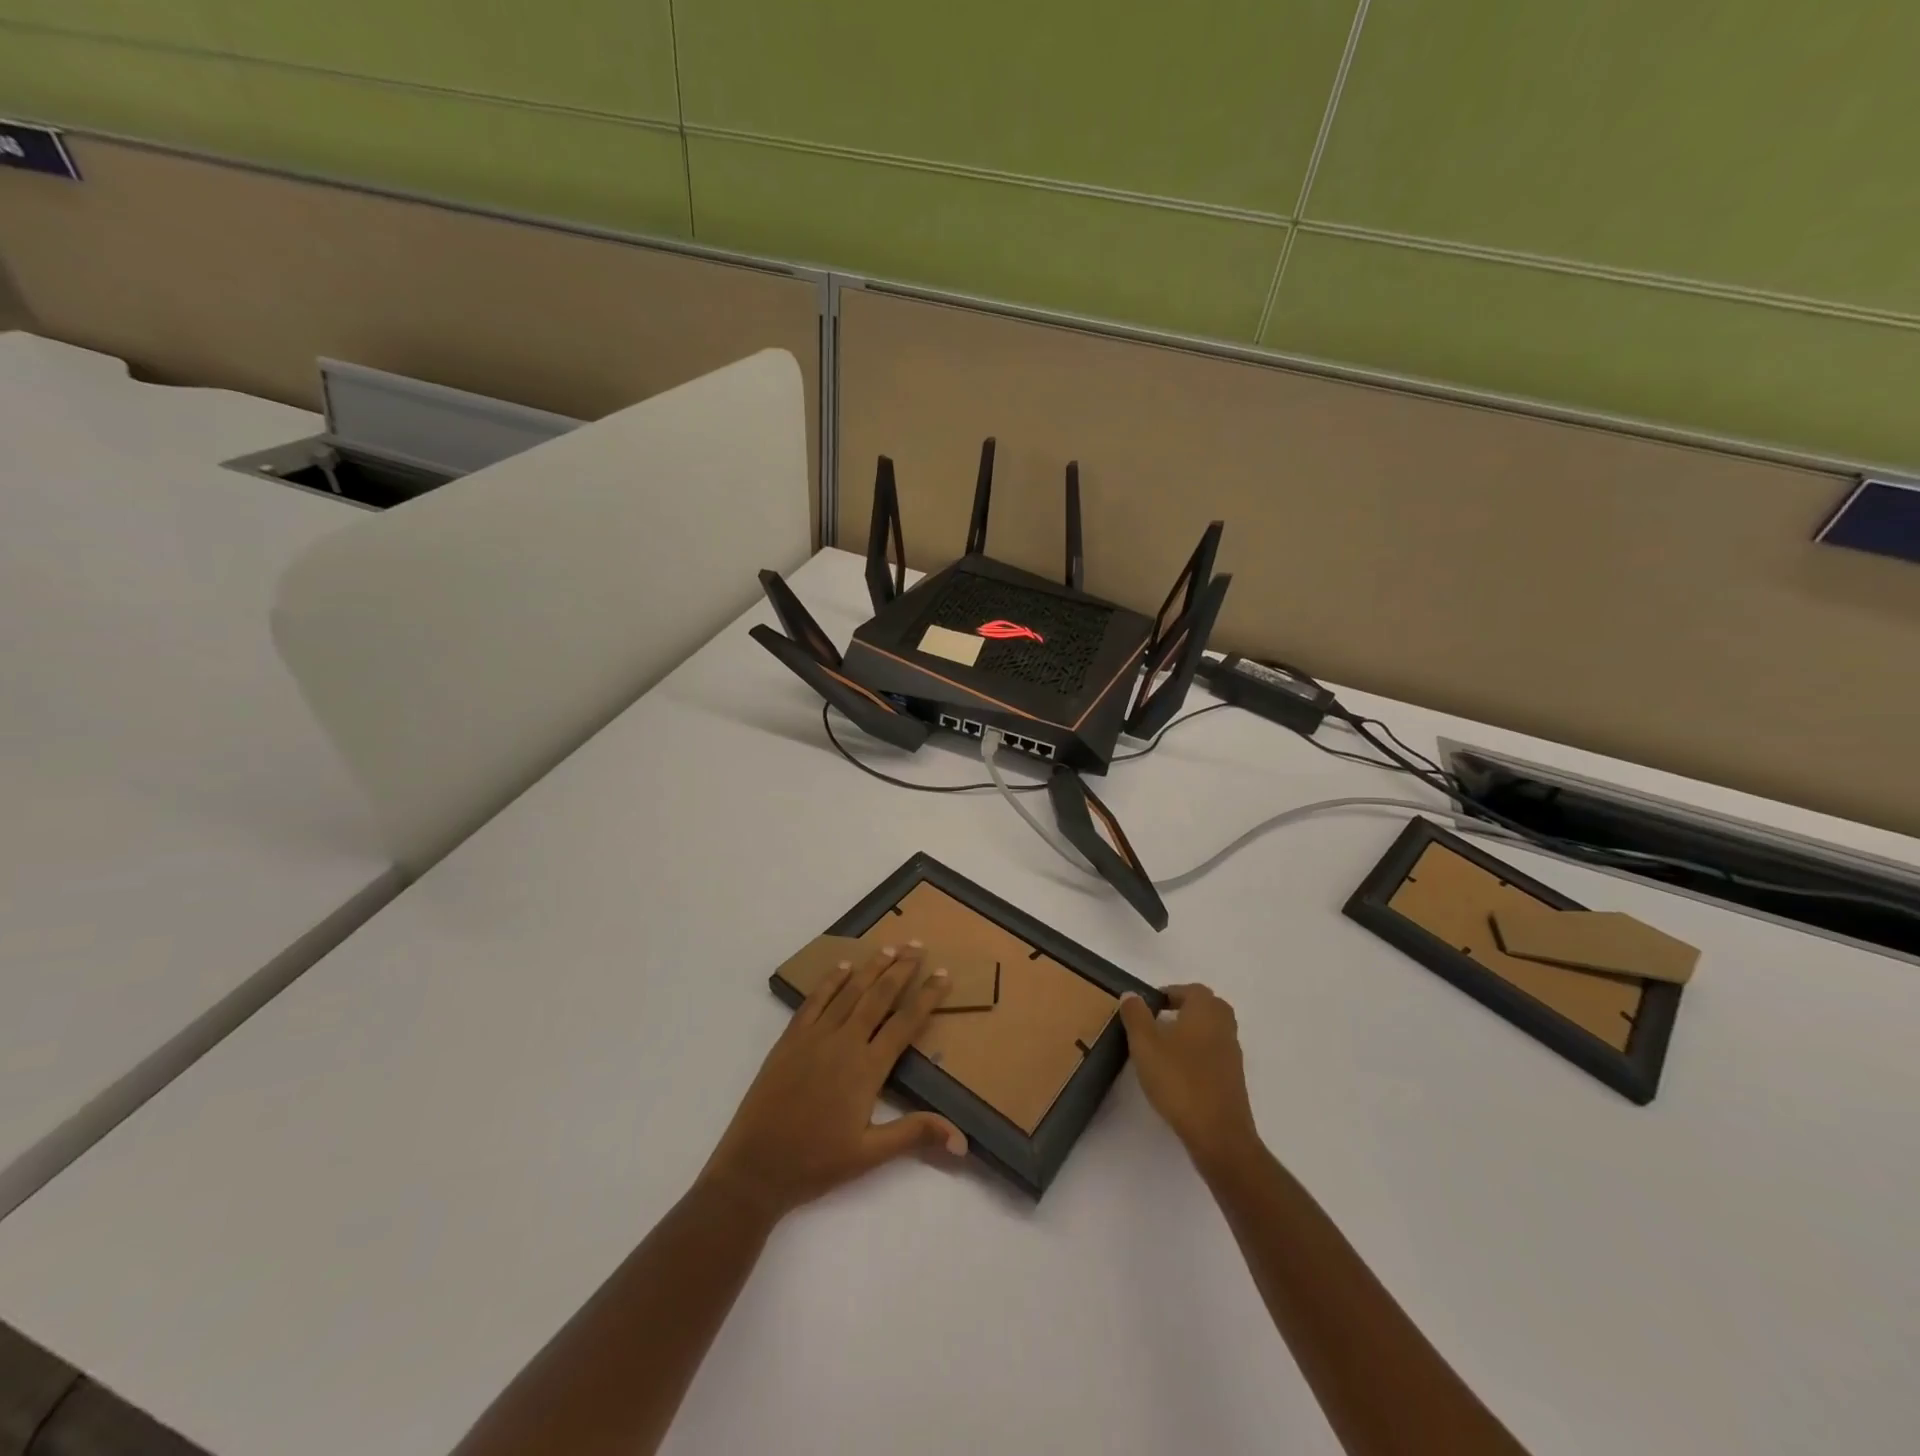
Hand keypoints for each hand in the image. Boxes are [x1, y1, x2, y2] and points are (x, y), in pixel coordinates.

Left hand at [701, 945, 966, 1222]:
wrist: (755, 1167)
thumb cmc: (815, 1163)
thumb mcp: (870, 1156)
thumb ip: (914, 1134)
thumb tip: (962, 1139)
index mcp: (867, 1069)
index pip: (905, 1023)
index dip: (927, 997)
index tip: (944, 974)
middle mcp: (844, 1043)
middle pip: (878, 996)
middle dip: (901, 969)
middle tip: (917, 945)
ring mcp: (814, 1037)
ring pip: (849, 992)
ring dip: (871, 968)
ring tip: (889, 947)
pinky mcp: (790, 1039)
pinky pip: (814, 1001)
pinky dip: (830, 981)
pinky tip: (842, 968)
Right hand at [1119, 984, 1260, 1173]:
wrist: (1218, 1134)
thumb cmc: (1179, 1080)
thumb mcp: (1145, 1044)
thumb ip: (1136, 1015)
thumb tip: (1131, 994)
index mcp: (1206, 1010)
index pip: (1191, 990)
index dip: (1169, 993)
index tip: (1149, 1006)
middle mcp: (1224, 1026)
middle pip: (1206, 1007)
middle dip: (1183, 1009)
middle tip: (1158, 1022)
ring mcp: (1232, 1054)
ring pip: (1211, 1031)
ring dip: (1191, 1032)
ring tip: (1163, 1048)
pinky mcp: (1233, 1079)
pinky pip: (1214, 1054)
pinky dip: (1198, 1054)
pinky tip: (1178, 1072)